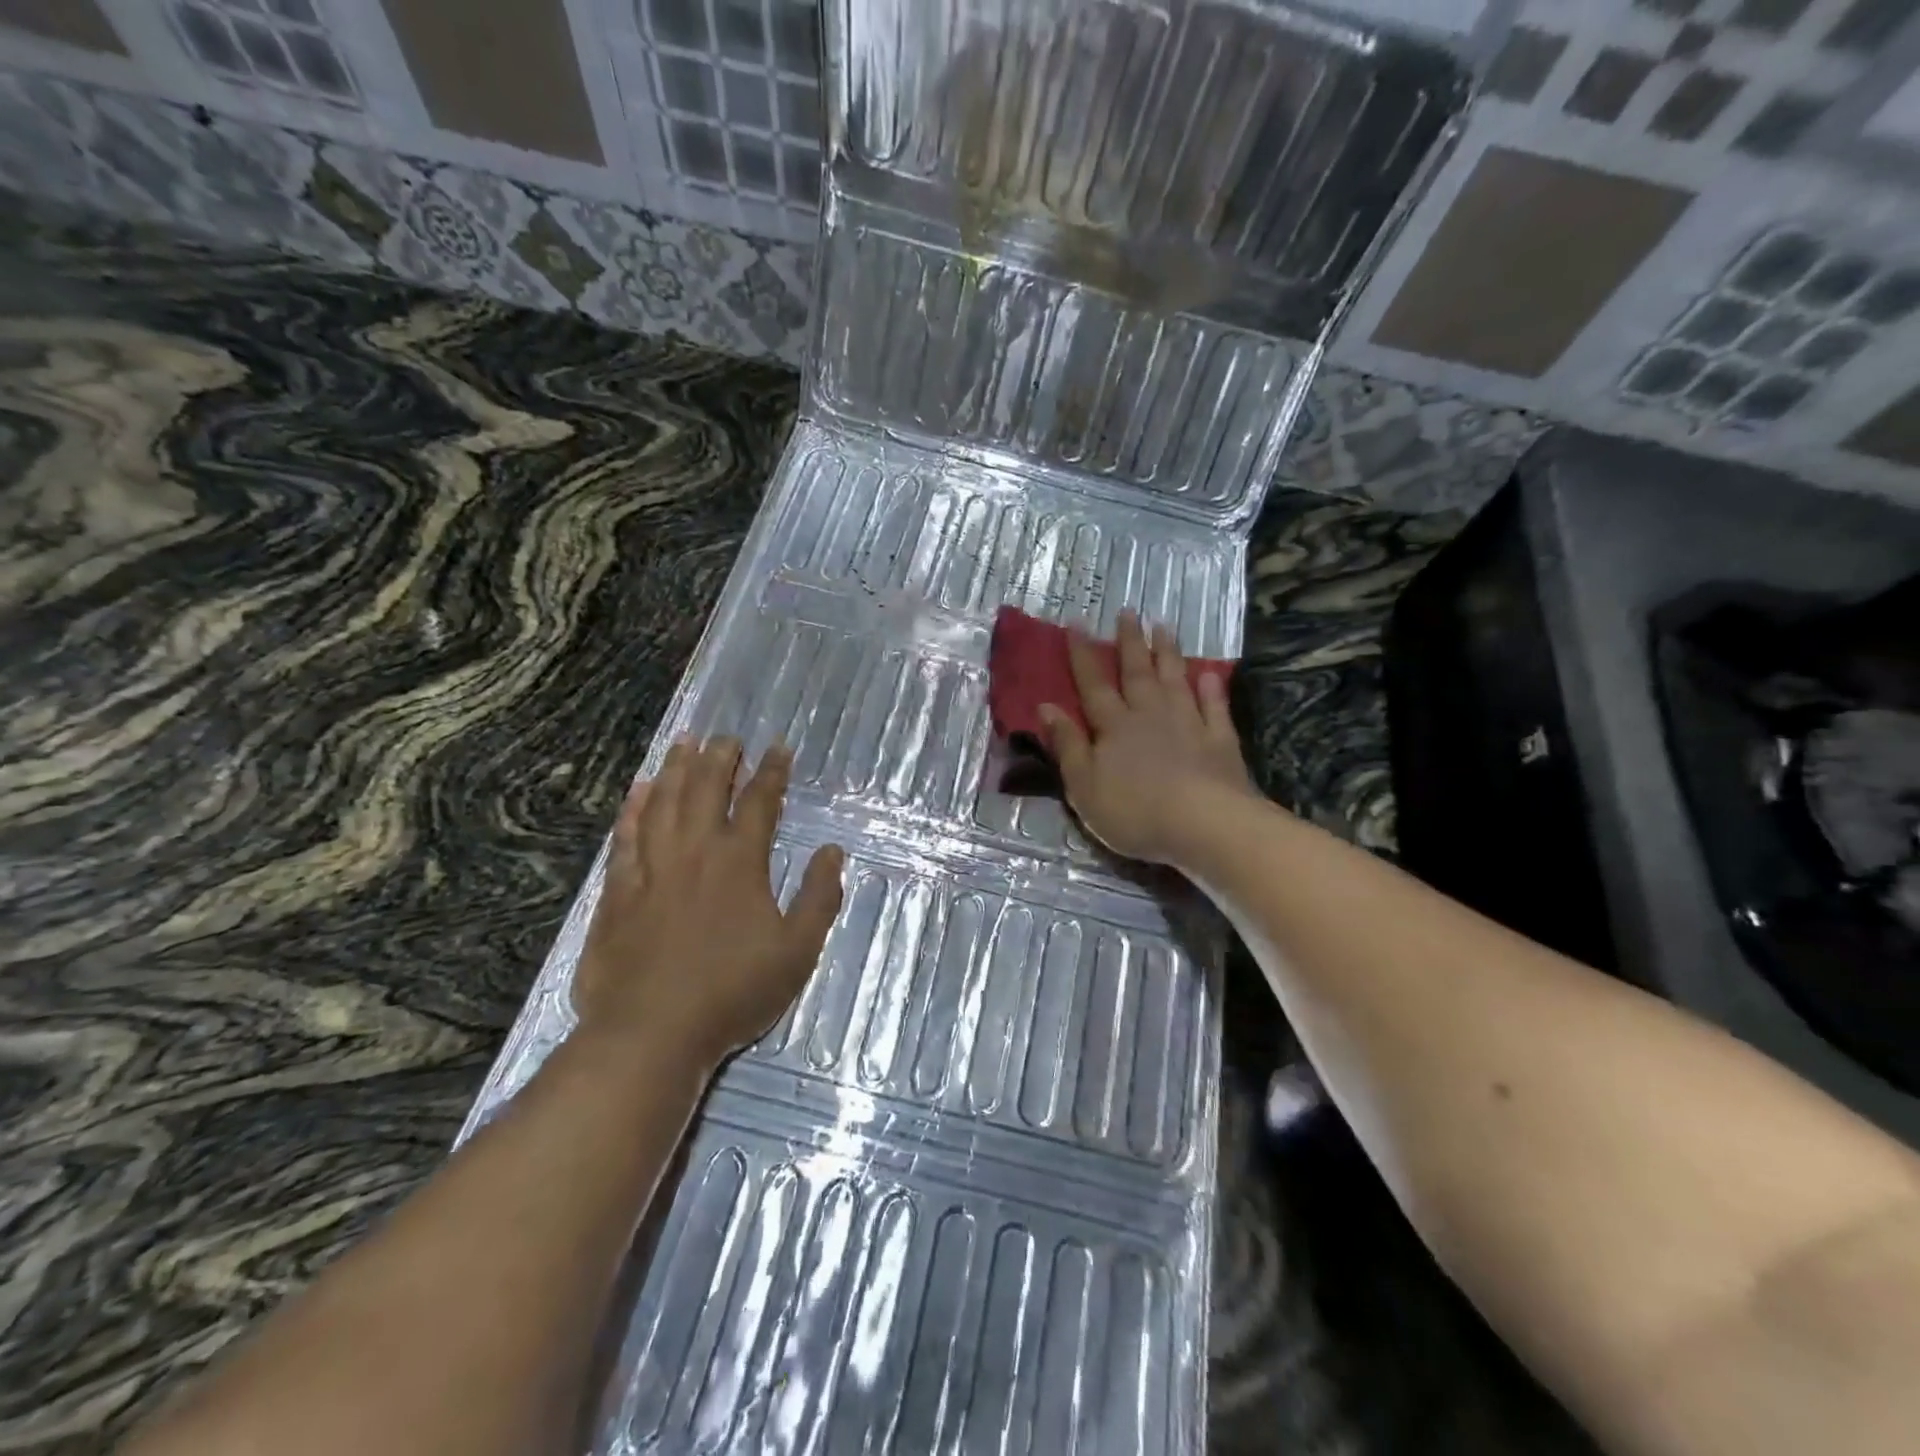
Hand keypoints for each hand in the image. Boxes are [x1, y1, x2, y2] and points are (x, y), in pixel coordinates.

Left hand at [574, 736, 844, 1069]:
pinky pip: (625, 837)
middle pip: (705, 790)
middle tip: (725, 736)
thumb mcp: (797, 950)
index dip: (772, 772)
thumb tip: (832, 851)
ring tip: (684, 744)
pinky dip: (632, 809)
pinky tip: (637, 791)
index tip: (778, 748)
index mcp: (739, 862)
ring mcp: (651, 870)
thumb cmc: (734, 992)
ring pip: (662, 804)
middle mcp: (694, 852)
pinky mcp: (618, 893)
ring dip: (675, 771)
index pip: (759, 802)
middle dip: (719, 758)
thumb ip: (819, 897)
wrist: (653, 1033)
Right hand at [1039, 611, 1255, 866]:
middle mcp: (1150, 715)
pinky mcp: (1220, 742)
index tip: (1077, 623)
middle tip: (1128, 612)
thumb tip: (1045, 706)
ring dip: (1169, 654)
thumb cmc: (1134, 811)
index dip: (1082, 654)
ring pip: (1176, 681)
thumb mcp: (1084, 785)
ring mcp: (1189, 725)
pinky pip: (1215, 708)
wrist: (1204, 825)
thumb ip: (1066, 745)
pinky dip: (1211, 690)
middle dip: (1130, 642)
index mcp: (1114, 727)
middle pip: (1137, 673)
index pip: (1093, 684)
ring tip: (1164, 627)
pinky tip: (1209, 674)